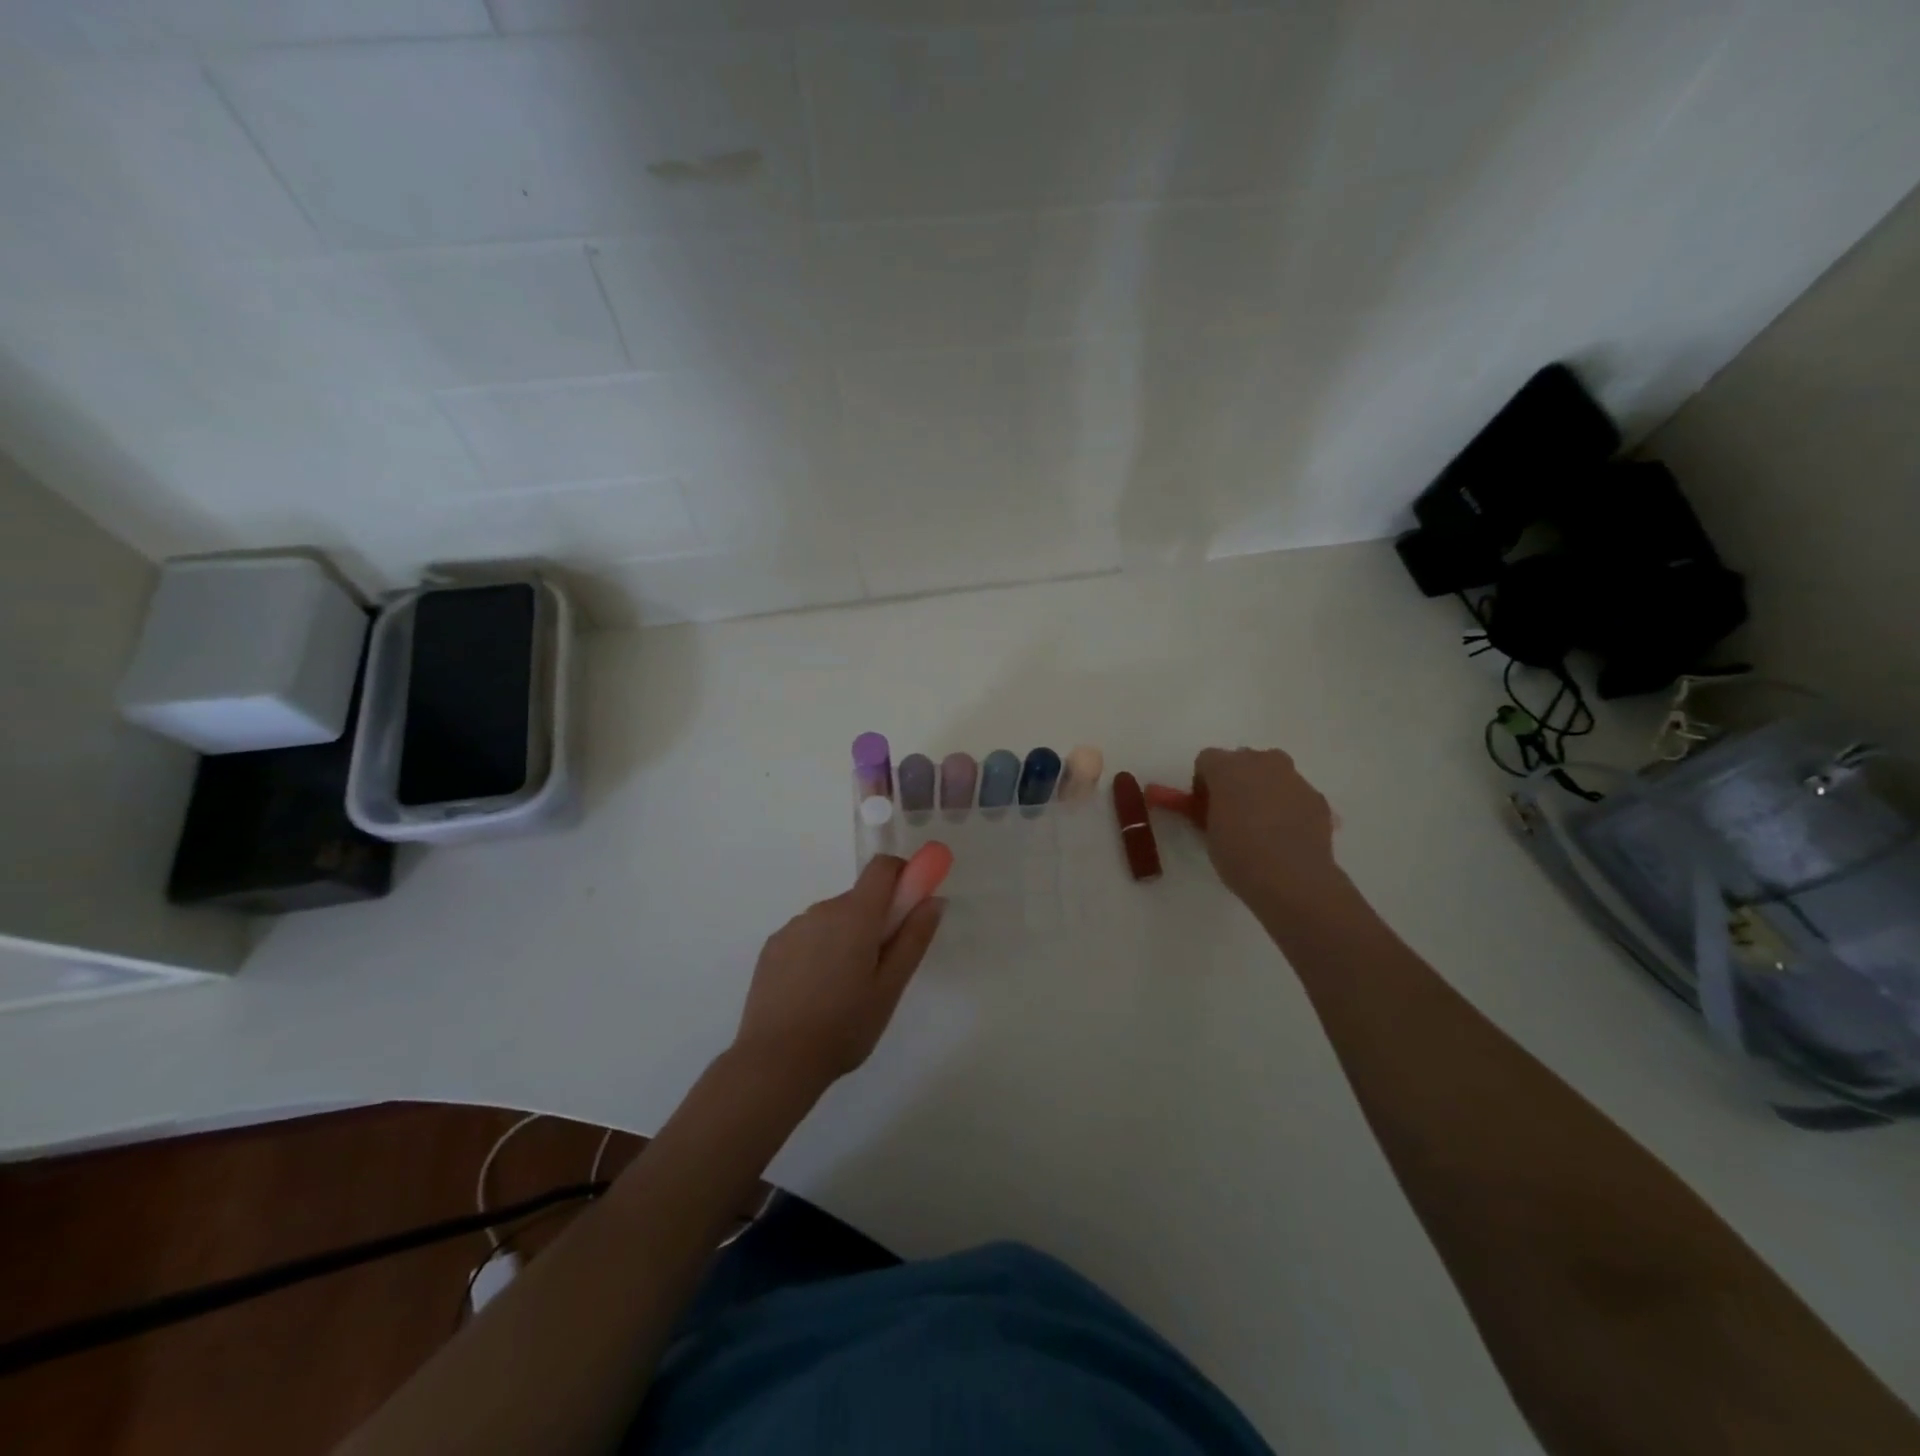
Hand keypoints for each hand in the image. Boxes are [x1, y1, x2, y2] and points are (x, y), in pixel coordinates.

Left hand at [731, 856, 944, 1095]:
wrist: (776, 1060)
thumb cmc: (845, 1025)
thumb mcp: (891, 987)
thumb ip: (914, 938)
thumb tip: (933, 899)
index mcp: (855, 914)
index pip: (882, 867)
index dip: (902, 875)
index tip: (910, 904)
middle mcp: (822, 909)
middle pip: (858, 898)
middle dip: (875, 921)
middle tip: (879, 969)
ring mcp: (792, 927)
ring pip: (832, 919)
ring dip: (845, 938)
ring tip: (843, 991)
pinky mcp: (772, 947)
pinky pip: (807, 936)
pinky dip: (818, 951)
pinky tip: (814, 994)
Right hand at [1150, 748, 1340, 909]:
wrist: (1292, 879)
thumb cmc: (1239, 854)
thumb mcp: (1208, 833)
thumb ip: (1209, 812)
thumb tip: (1216, 809)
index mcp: (1228, 767)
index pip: (1206, 760)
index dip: (1203, 783)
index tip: (1204, 808)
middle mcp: (1262, 762)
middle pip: (1243, 760)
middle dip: (1235, 780)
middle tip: (1232, 812)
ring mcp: (1294, 778)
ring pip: (1272, 775)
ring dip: (1264, 790)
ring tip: (1262, 825)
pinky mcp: (1317, 797)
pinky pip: (1294, 794)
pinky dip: (1288, 806)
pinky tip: (1285, 835)